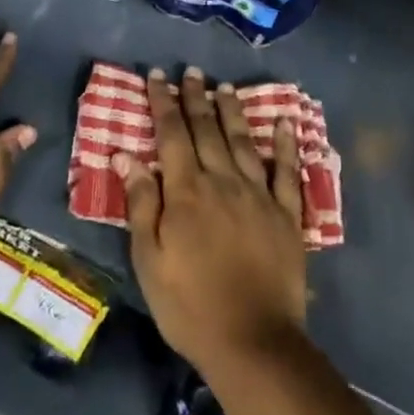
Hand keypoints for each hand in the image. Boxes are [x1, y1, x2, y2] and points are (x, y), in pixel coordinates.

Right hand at [118, 67, 307, 376]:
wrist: (253, 343)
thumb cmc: (190, 306)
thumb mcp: (149, 261)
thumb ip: (141, 204)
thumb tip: (127, 155)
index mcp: (187, 191)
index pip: (172, 134)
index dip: (164, 102)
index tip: (158, 76)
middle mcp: (223, 181)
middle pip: (207, 129)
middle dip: (196, 97)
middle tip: (191, 71)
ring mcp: (258, 195)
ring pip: (243, 141)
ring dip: (232, 112)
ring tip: (224, 87)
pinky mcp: (286, 214)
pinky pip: (287, 171)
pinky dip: (285, 144)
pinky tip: (284, 122)